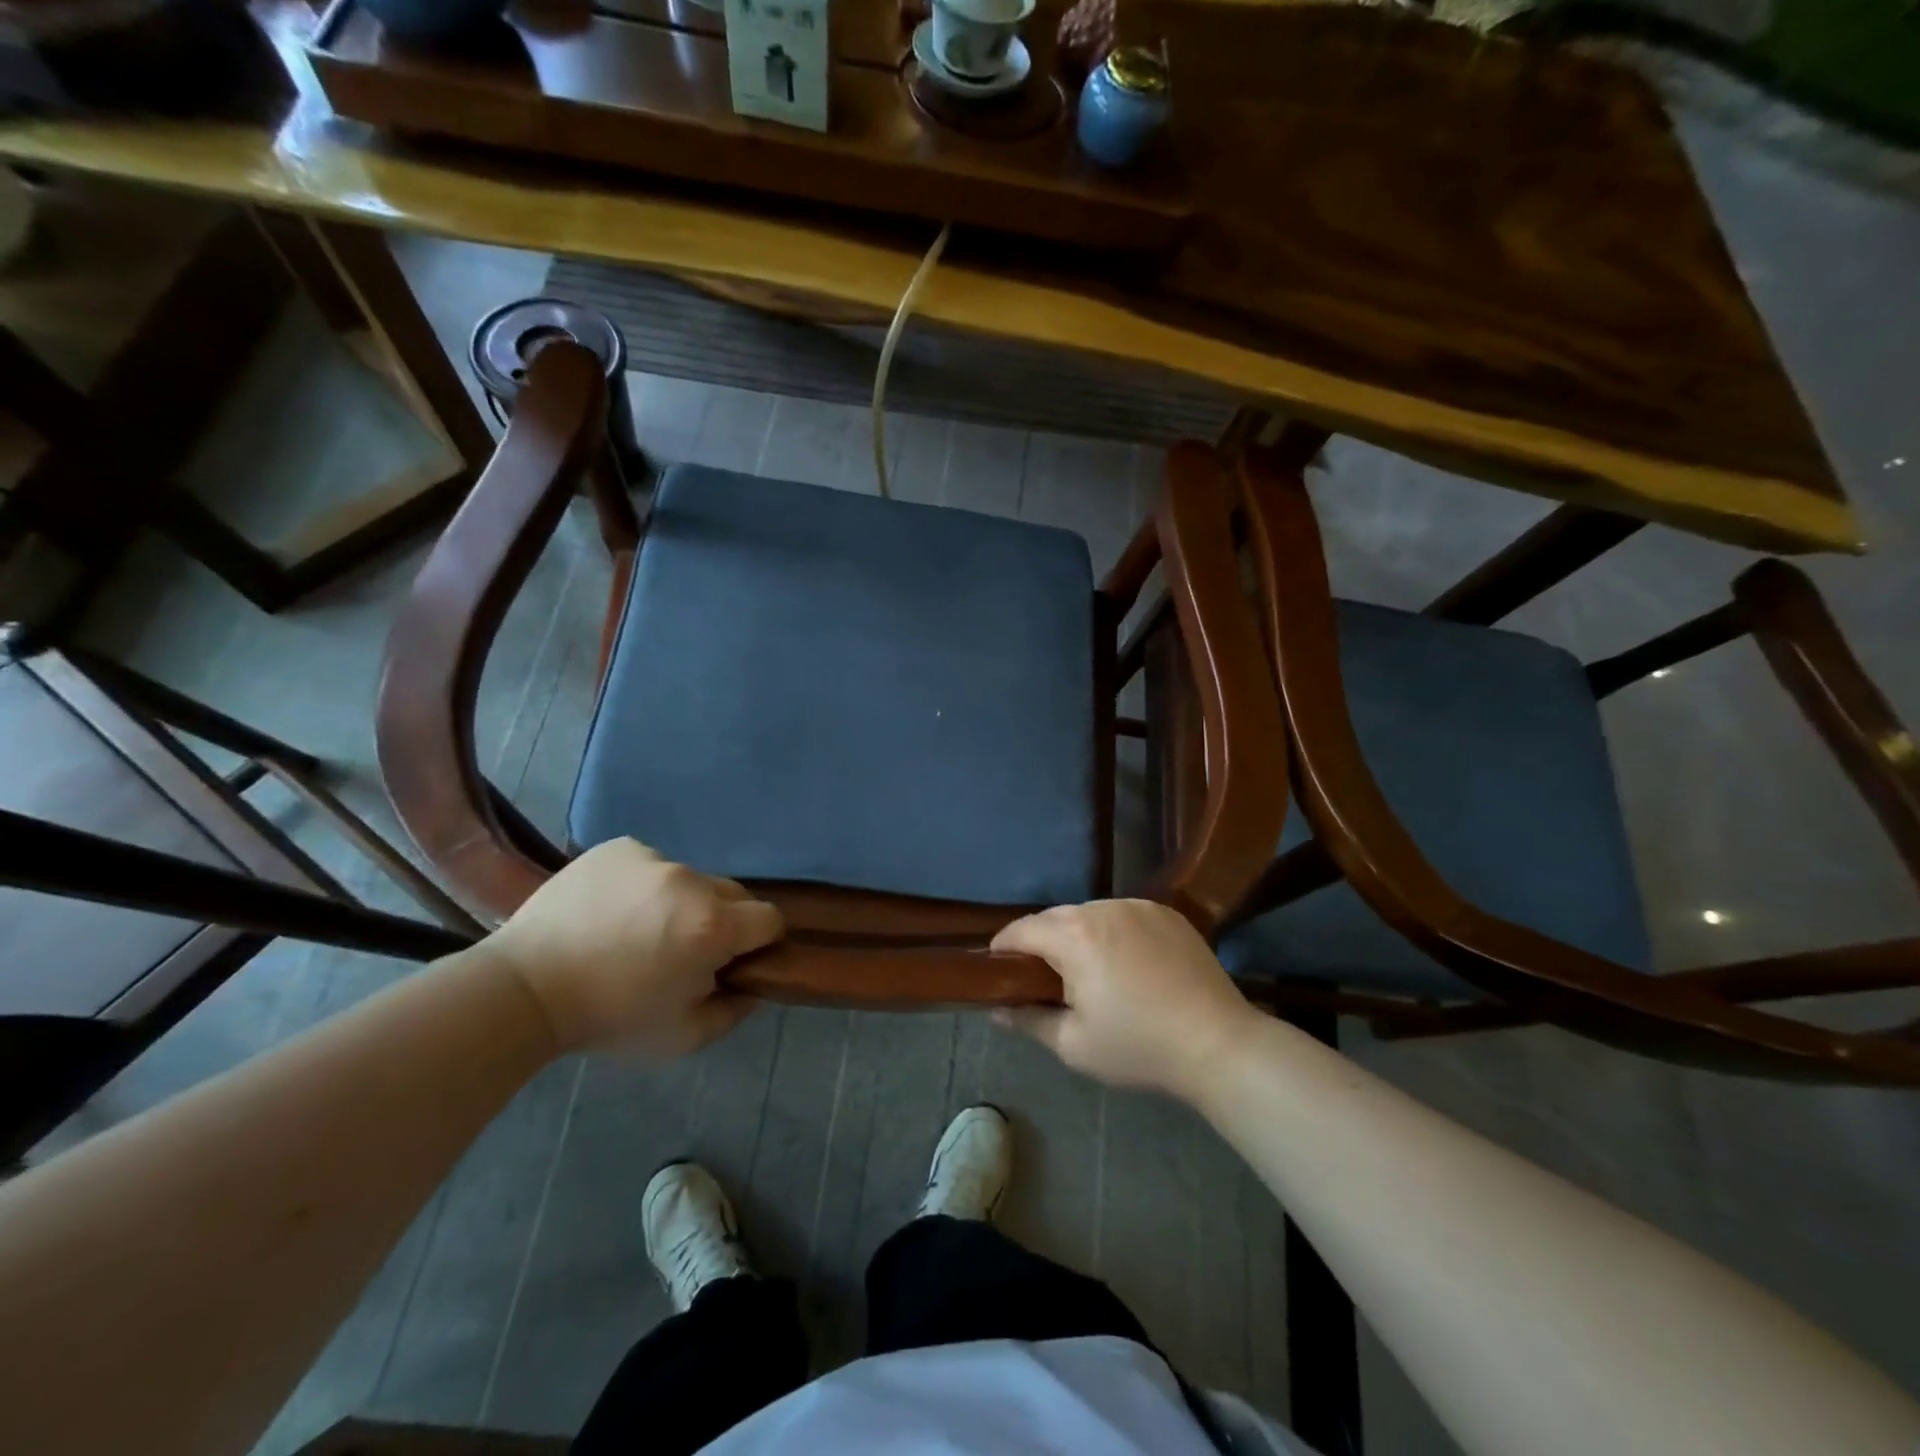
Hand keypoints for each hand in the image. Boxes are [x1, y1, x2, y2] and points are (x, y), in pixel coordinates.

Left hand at [482, 839, 783, 1055]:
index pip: (769, 919)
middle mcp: (692, 881)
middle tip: (684, 950)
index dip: (760, 942)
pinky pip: (652, 864)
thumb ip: (735, 1010)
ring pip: (691, 879)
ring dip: (681, 902)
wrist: (525, 988)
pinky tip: (614, 910)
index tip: (734, 960)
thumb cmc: (610, 1018)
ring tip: (639, 931)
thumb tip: (753, 983)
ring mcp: (654, 859)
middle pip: (734, 895)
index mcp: (714, 926)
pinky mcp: (621, 848)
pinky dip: (645, 885)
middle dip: (723, 920)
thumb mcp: (685, 1037)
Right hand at [990, 900, 1257, 1100]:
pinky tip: (1126, 963)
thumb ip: (1028, 1020)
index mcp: (1074, 936)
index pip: (1021, 930)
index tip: (998, 970)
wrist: (1218, 1044)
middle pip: (1055, 917)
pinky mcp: (1167, 913)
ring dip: (1078, 934)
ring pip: (1090, 913)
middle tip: (1042, 978)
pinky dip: (1113, 932)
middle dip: (1041, 941)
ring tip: (1088, 970)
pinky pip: (1123, 915)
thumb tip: (996, 1010)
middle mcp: (1102, 908)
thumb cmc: (1138, 1047)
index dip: (1003, 948)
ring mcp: (1138, 906)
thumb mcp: (1073, 1044)